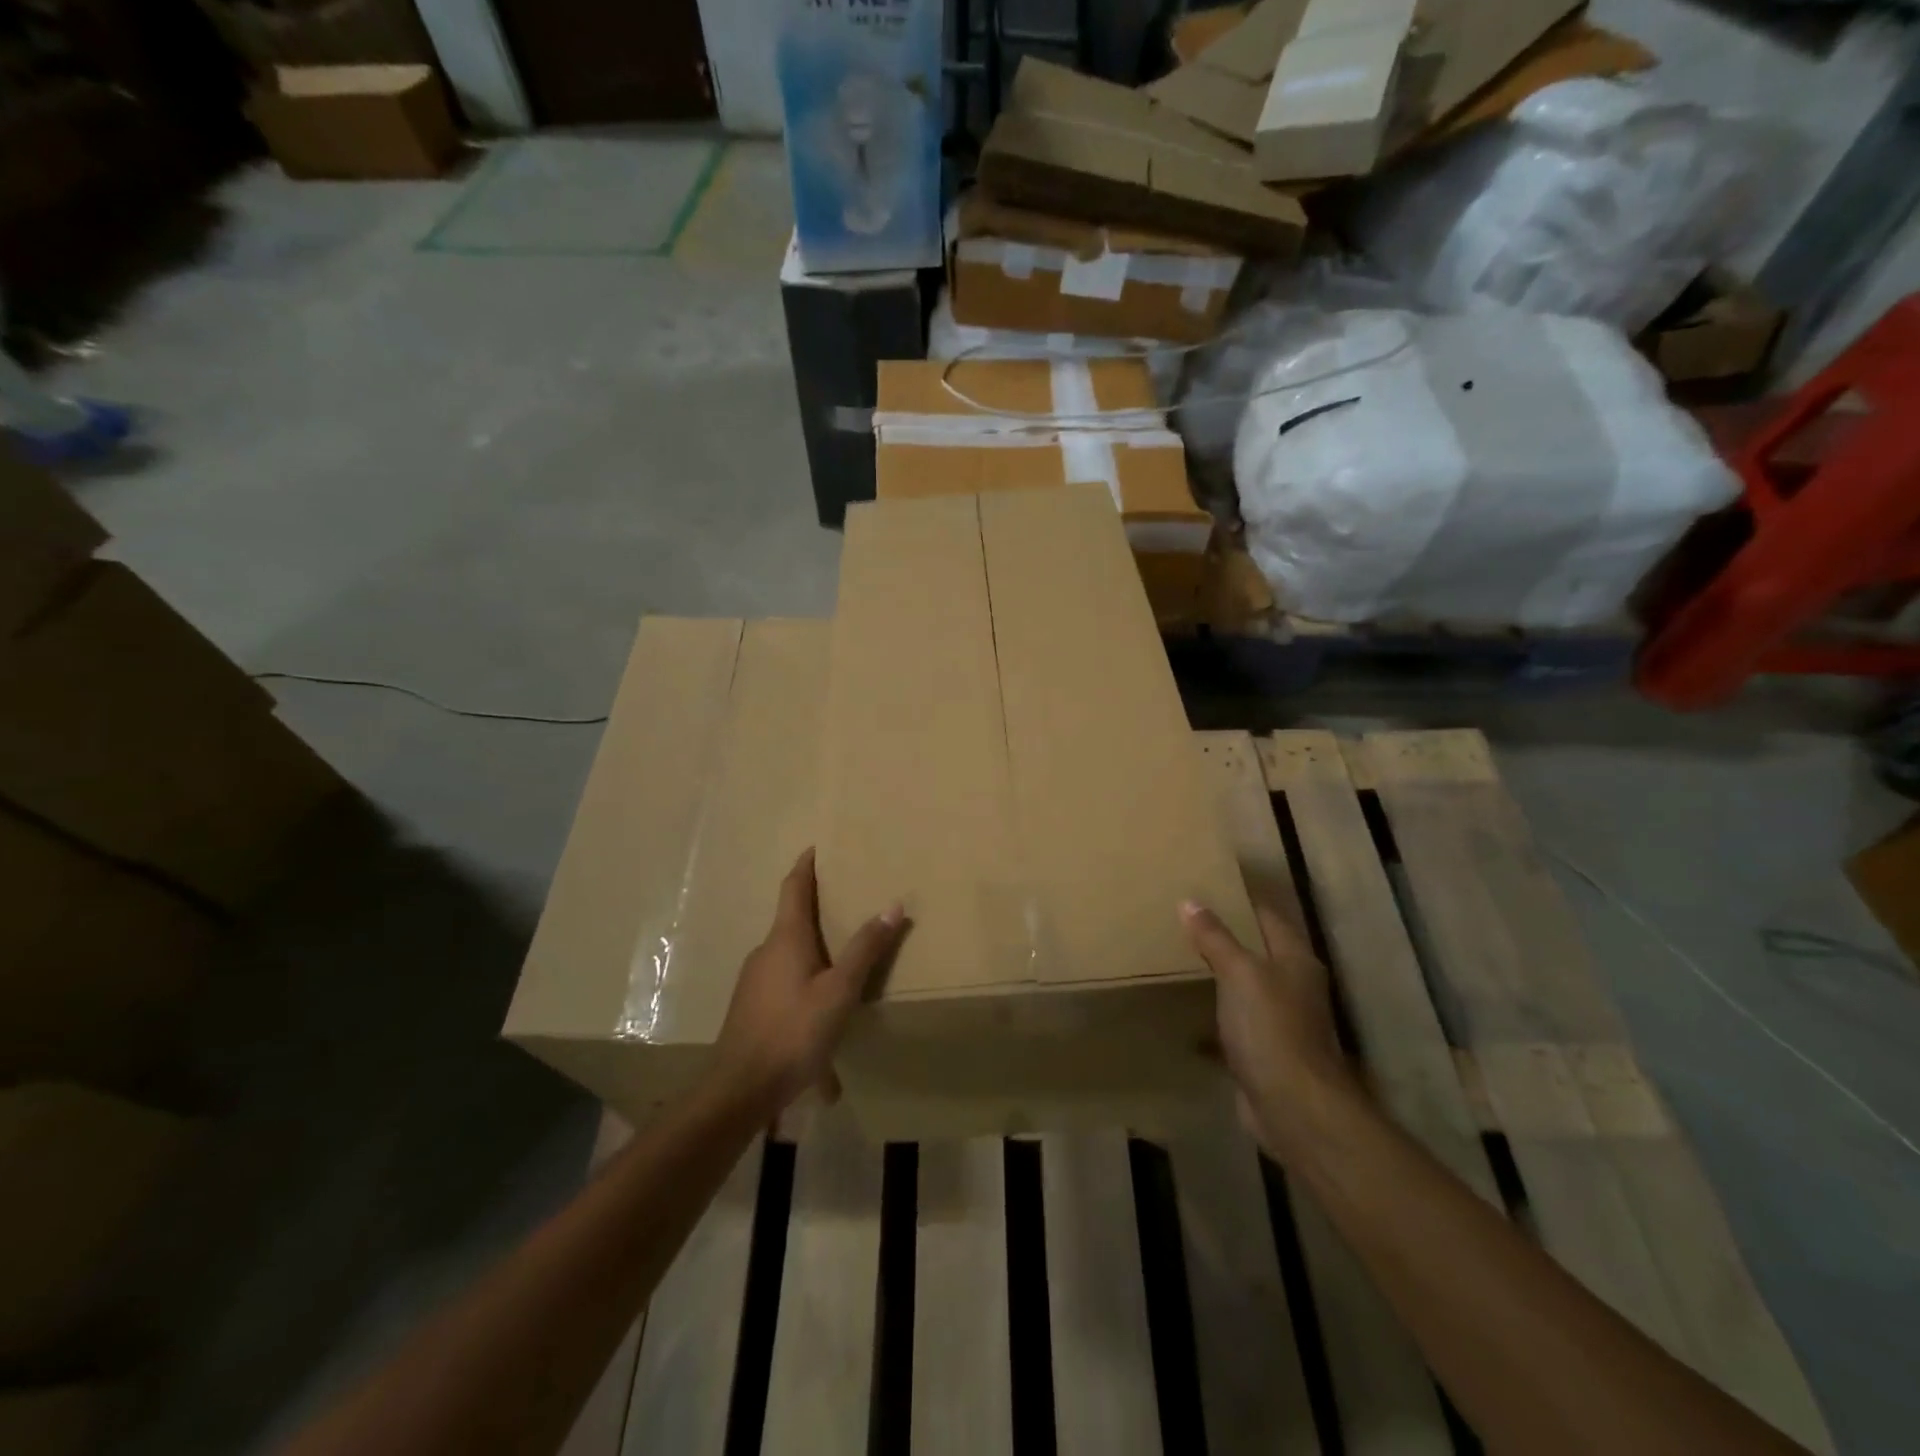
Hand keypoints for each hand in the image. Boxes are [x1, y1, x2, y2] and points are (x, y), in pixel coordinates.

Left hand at [713, 849, 905, 1115]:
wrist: (740, 1088)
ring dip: (811, 949)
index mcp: (786, 939)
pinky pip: (783, 981)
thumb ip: (866, 949)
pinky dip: (804, 980)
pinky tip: (821, 1010)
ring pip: (787, 954)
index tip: (813, 848)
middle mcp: (765, 951)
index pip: (794, 889)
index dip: (804, 867)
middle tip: (843, 900)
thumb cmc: (794, 1031)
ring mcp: (754, 980)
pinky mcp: (751, 1007)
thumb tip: (893, 904)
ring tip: (839, 957)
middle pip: (790, 919)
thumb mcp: (840, 991)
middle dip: (814, 907)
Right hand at [1181, 898, 1362, 1162]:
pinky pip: (1234, 1024)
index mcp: (1295, 959)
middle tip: (1182, 919)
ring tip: (1178, 958)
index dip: (1239, 901)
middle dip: (1224, 938)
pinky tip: (1184, 1012)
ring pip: (1244, 988)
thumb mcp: (1239, 973)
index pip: (1266, 916)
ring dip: (1218, 977)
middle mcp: (1293, 986)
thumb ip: (1215, 938)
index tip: (1206, 887)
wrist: (1293, 1106)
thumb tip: (1190, 901)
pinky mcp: (1264, 1052)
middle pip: (1256, 951)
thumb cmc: (1270, 1028)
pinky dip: (1212, 1017)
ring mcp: (1281, 1021)